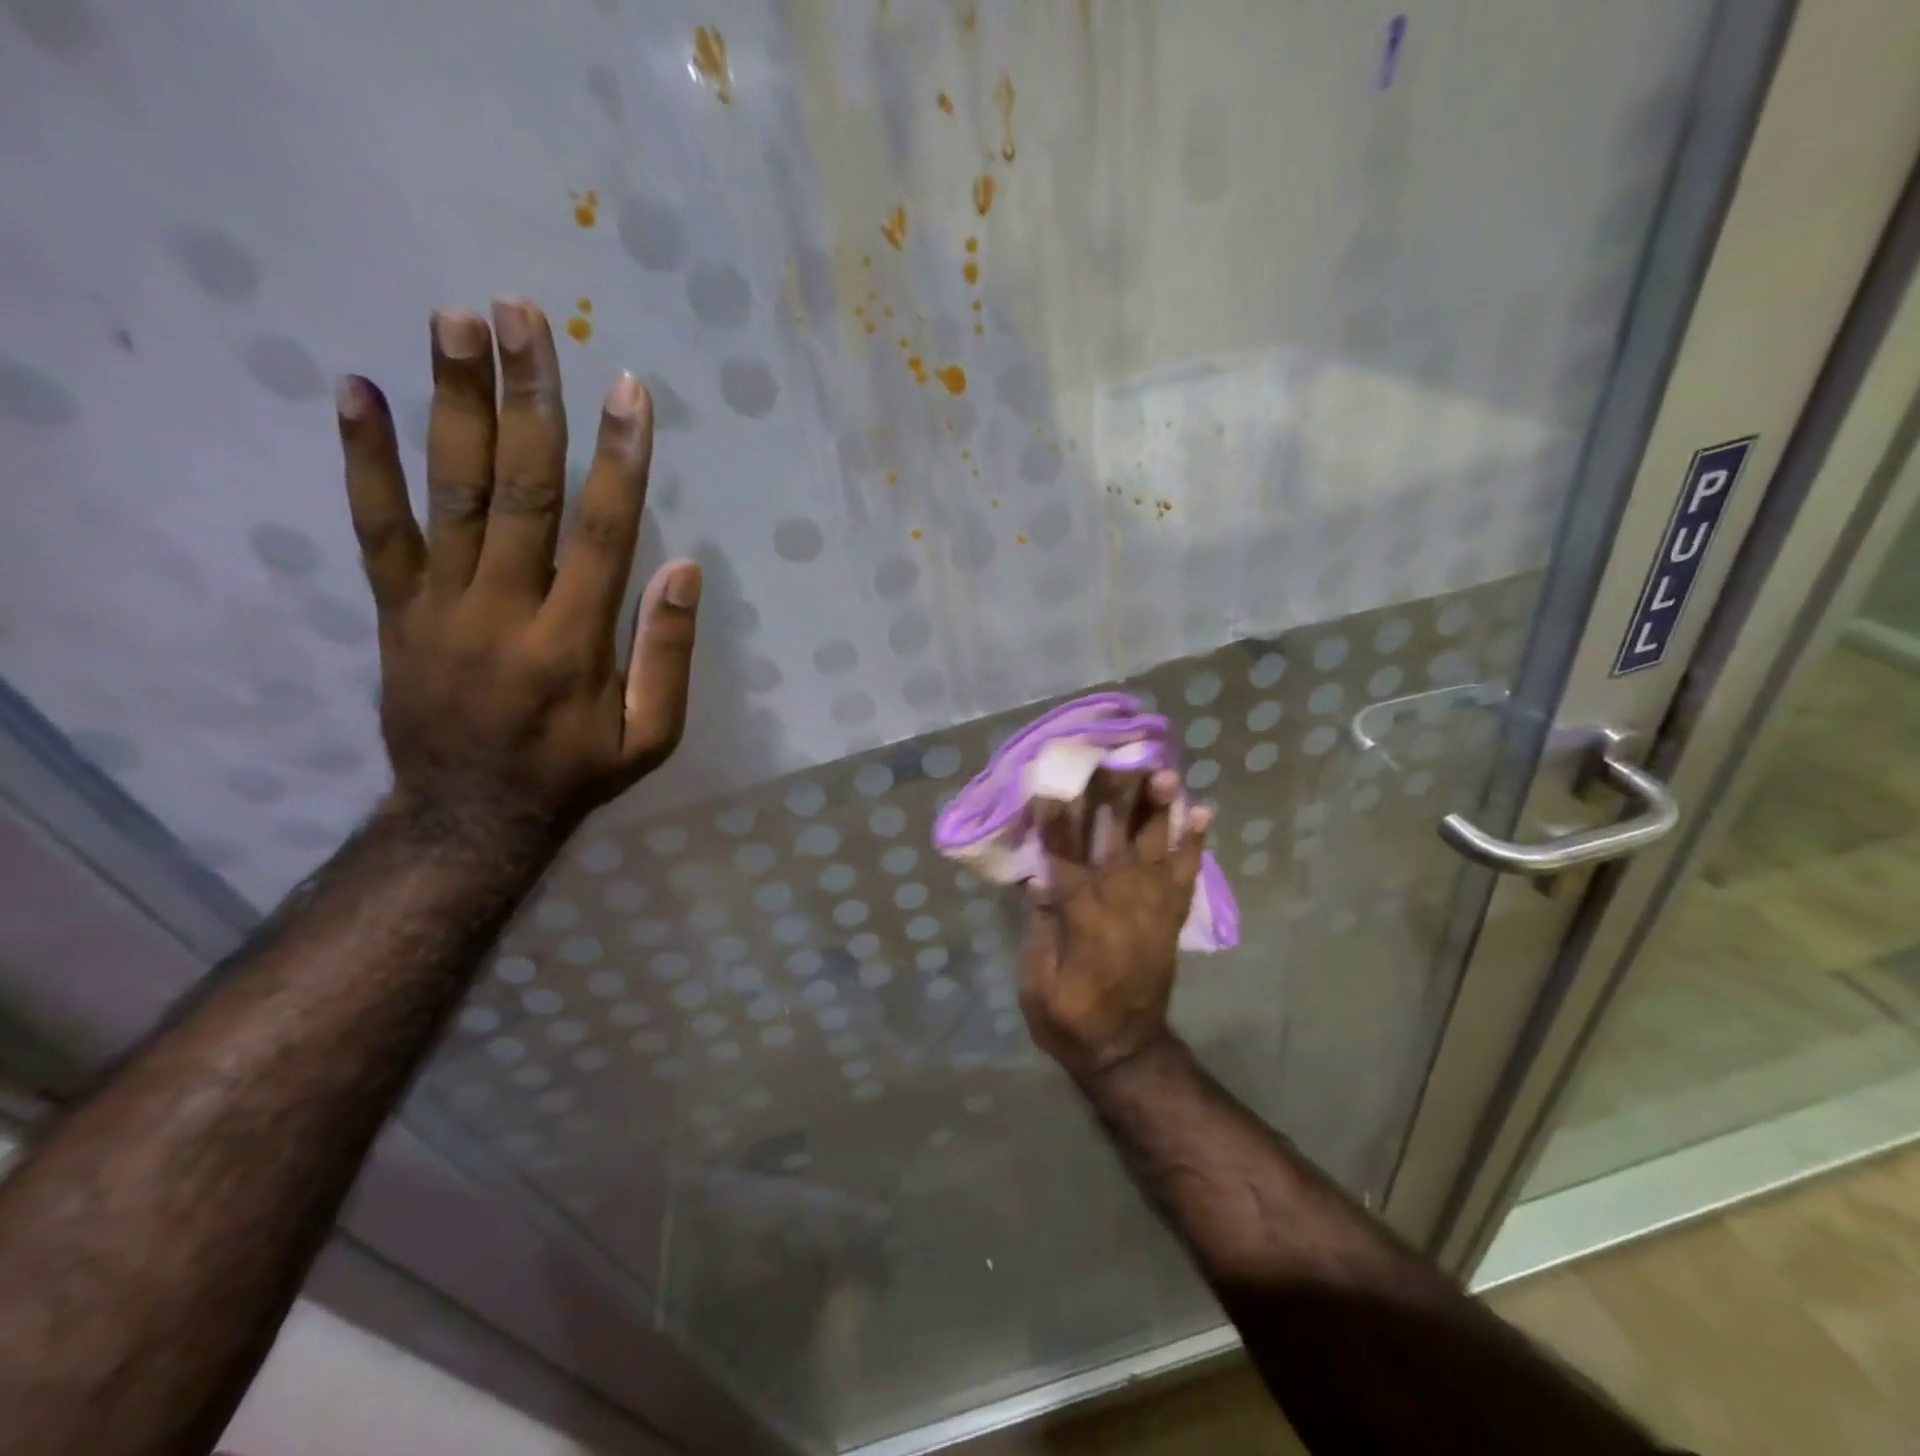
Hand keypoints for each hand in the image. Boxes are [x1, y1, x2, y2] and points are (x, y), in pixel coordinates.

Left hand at [334, 298, 699, 845]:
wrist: (471, 818)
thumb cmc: (576, 775)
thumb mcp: (651, 737)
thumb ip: (669, 655)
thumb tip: (685, 568)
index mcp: (574, 645)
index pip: (603, 533)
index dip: (619, 459)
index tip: (628, 389)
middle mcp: (504, 611)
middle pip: (520, 491)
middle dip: (527, 399)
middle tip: (525, 316)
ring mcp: (440, 606)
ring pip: (449, 494)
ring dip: (453, 404)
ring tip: (456, 323)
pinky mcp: (396, 611)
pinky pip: (375, 529)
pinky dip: (364, 460)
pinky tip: (358, 391)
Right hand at [1019, 768, 1211, 1081]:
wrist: (1124, 1050)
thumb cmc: (1069, 1018)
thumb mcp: (1038, 981)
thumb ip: (1040, 927)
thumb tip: (1038, 876)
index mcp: (1081, 921)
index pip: (1065, 859)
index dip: (1058, 820)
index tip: (1053, 781)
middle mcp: (1120, 906)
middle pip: (1117, 844)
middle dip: (1118, 799)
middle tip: (1122, 759)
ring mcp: (1151, 911)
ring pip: (1156, 851)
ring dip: (1161, 811)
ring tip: (1166, 774)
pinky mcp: (1169, 919)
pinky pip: (1186, 875)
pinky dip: (1194, 844)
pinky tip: (1200, 813)